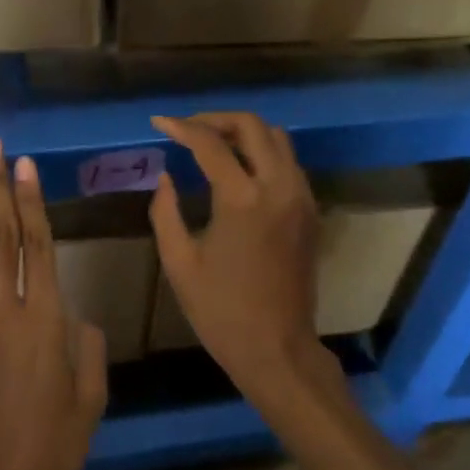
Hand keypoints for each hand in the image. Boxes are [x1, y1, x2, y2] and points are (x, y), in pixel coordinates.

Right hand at [150, 113, 323, 398]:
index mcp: (242, 199)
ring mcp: (300, 197)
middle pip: (252, 126)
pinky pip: (289, 162)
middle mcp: (278, 187)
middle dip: (216, 119)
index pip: (210, 143)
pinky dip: (263, 153)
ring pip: (277, 139)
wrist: (277, 349)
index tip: (159, 123)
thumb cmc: (221, 311)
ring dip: (244, 133)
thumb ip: (165, 212)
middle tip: (189, 129)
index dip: (181, 128)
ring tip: (213, 145)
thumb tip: (166, 177)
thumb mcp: (179, 263)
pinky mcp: (310, 211)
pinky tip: (240, 171)